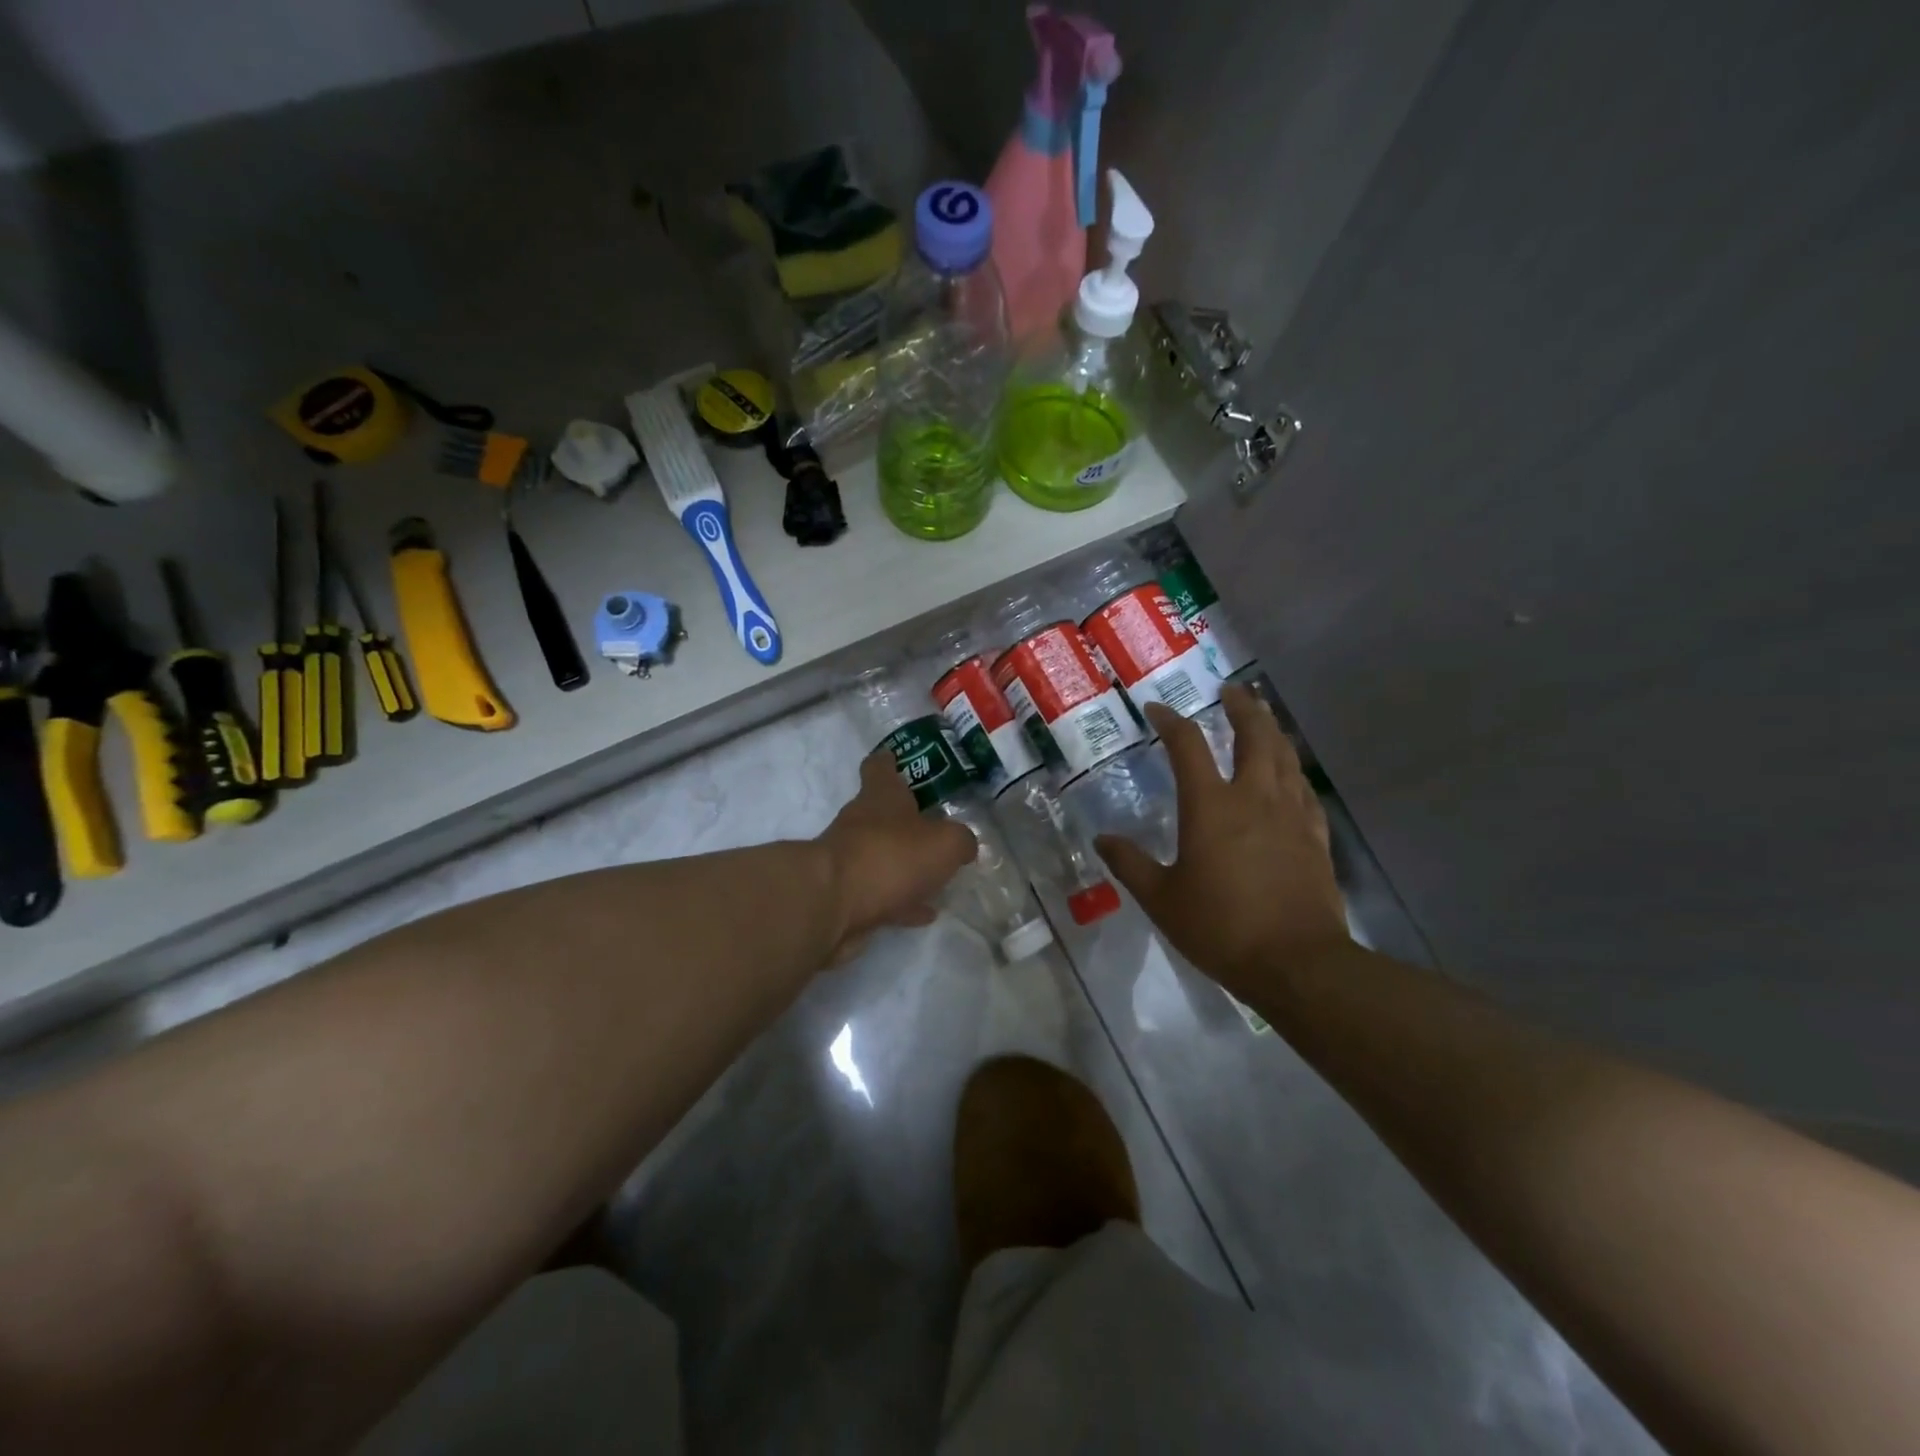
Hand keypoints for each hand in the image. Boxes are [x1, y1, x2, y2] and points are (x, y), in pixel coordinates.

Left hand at [817, 749, 977, 962]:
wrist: (832, 904)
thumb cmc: (891, 856)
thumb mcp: (945, 843)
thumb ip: (961, 840)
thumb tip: (964, 845)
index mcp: (881, 797)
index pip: (879, 767)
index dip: (889, 762)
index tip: (897, 760)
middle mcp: (860, 822)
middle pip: (882, 814)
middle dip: (907, 821)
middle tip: (938, 830)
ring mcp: (850, 860)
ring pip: (883, 856)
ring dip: (906, 865)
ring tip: (938, 877)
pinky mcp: (845, 896)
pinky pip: (880, 894)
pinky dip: (901, 900)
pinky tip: (924, 912)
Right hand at [1096, 686, 1347, 995]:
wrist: (1297, 963)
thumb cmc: (1221, 927)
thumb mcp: (1161, 899)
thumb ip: (1130, 865)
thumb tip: (1103, 840)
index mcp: (1210, 806)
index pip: (1187, 746)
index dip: (1170, 721)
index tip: (1157, 709)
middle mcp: (1254, 797)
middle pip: (1254, 734)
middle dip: (1241, 707)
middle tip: (1230, 691)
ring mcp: (1291, 814)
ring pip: (1285, 756)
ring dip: (1271, 730)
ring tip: (1262, 718)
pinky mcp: (1315, 837)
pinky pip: (1304, 790)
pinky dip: (1293, 772)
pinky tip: (1290, 776)